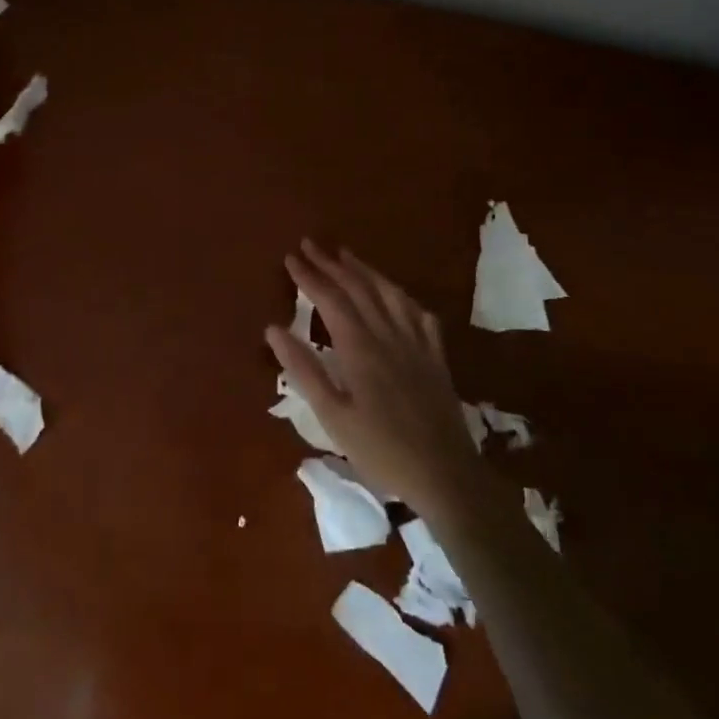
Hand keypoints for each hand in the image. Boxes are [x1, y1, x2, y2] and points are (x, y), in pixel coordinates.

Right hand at [266, 241, 482, 515]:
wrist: (445, 473)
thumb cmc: (380, 449)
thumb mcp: (332, 416)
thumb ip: (304, 370)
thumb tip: (273, 329)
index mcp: (360, 348)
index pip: (330, 299)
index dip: (309, 277)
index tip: (291, 257)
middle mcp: (388, 335)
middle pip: (358, 288)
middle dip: (331, 264)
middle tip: (310, 244)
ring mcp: (416, 342)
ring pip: (389, 293)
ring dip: (365, 270)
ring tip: (347, 255)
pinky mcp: (436, 356)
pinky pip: (419, 314)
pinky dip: (402, 296)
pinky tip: (397, 295)